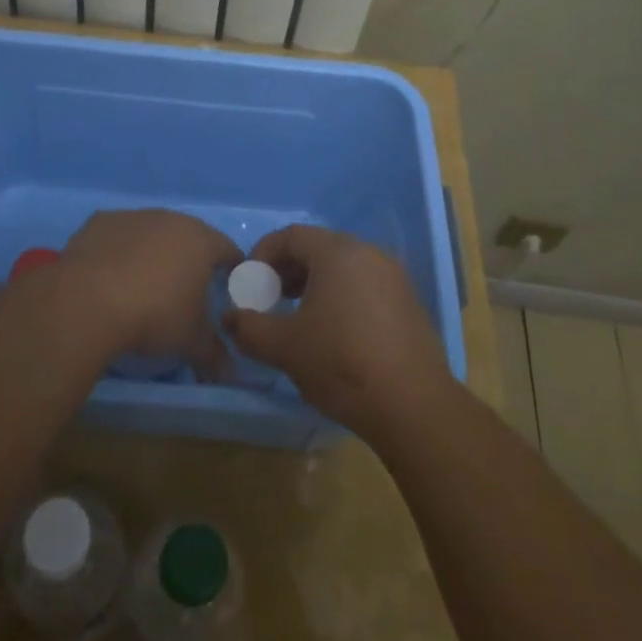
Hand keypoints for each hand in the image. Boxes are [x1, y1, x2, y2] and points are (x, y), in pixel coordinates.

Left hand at [60, 209, 241, 377]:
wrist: (89, 299)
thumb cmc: (155, 315)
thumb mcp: (191, 341)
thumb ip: (214, 354)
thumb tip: (230, 373)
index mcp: (201, 241)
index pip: (228, 249)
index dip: (230, 268)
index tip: (227, 287)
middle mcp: (171, 219)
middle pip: (189, 236)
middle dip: (190, 259)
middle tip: (185, 289)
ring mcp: (134, 216)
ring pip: (152, 233)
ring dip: (153, 253)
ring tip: (144, 284)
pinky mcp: (101, 222)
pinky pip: (119, 236)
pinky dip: (120, 251)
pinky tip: (111, 276)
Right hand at [224, 225, 451, 437]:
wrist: (411, 404)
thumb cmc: (340, 362)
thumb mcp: (284, 346)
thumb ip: (249, 327)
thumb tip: (229, 317)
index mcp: (338, 252)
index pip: (291, 236)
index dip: (263, 253)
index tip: (249, 281)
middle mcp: (368, 253)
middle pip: (319, 247)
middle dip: (288, 269)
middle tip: (270, 298)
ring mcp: (394, 276)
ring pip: (344, 267)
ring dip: (315, 283)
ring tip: (299, 316)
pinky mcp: (409, 302)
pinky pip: (365, 285)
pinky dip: (342, 296)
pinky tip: (334, 331)